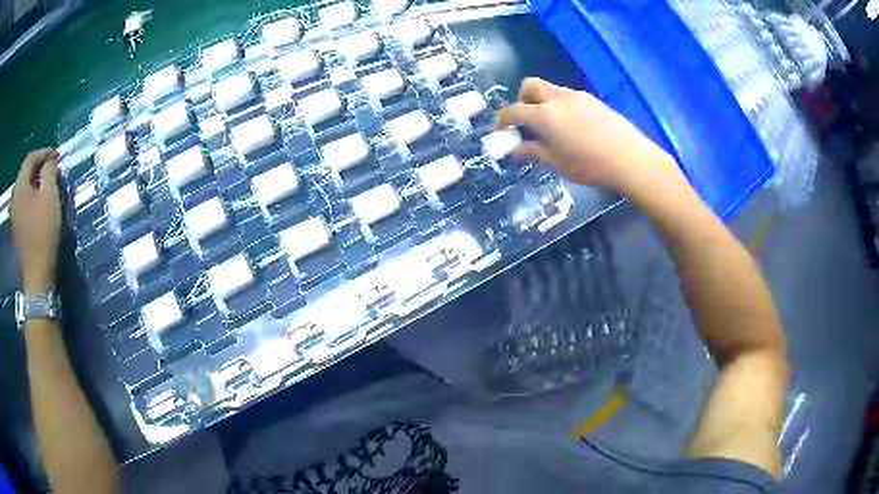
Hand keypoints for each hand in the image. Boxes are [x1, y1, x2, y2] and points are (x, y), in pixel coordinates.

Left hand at [11, 148, 61, 292]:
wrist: (37, 273)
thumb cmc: (43, 231)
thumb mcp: (50, 195)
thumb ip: (49, 172)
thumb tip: (50, 162)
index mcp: (20, 185)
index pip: (31, 158)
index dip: (44, 152)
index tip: (57, 156)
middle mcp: (15, 196)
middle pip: (26, 172)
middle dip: (39, 167)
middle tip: (52, 169)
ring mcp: (14, 214)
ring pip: (24, 188)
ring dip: (34, 182)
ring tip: (45, 185)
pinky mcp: (16, 227)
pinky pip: (22, 202)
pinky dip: (30, 197)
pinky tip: (37, 203)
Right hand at [496, 78, 682, 196]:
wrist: (629, 158)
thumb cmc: (590, 165)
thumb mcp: (557, 162)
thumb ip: (534, 151)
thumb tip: (516, 149)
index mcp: (544, 115)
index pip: (514, 111)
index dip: (503, 120)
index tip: (501, 131)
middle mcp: (557, 98)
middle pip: (529, 86)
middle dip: (521, 100)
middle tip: (525, 121)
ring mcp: (576, 96)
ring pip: (549, 90)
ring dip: (541, 102)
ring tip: (550, 127)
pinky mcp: (591, 100)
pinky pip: (567, 96)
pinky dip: (559, 106)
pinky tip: (570, 126)